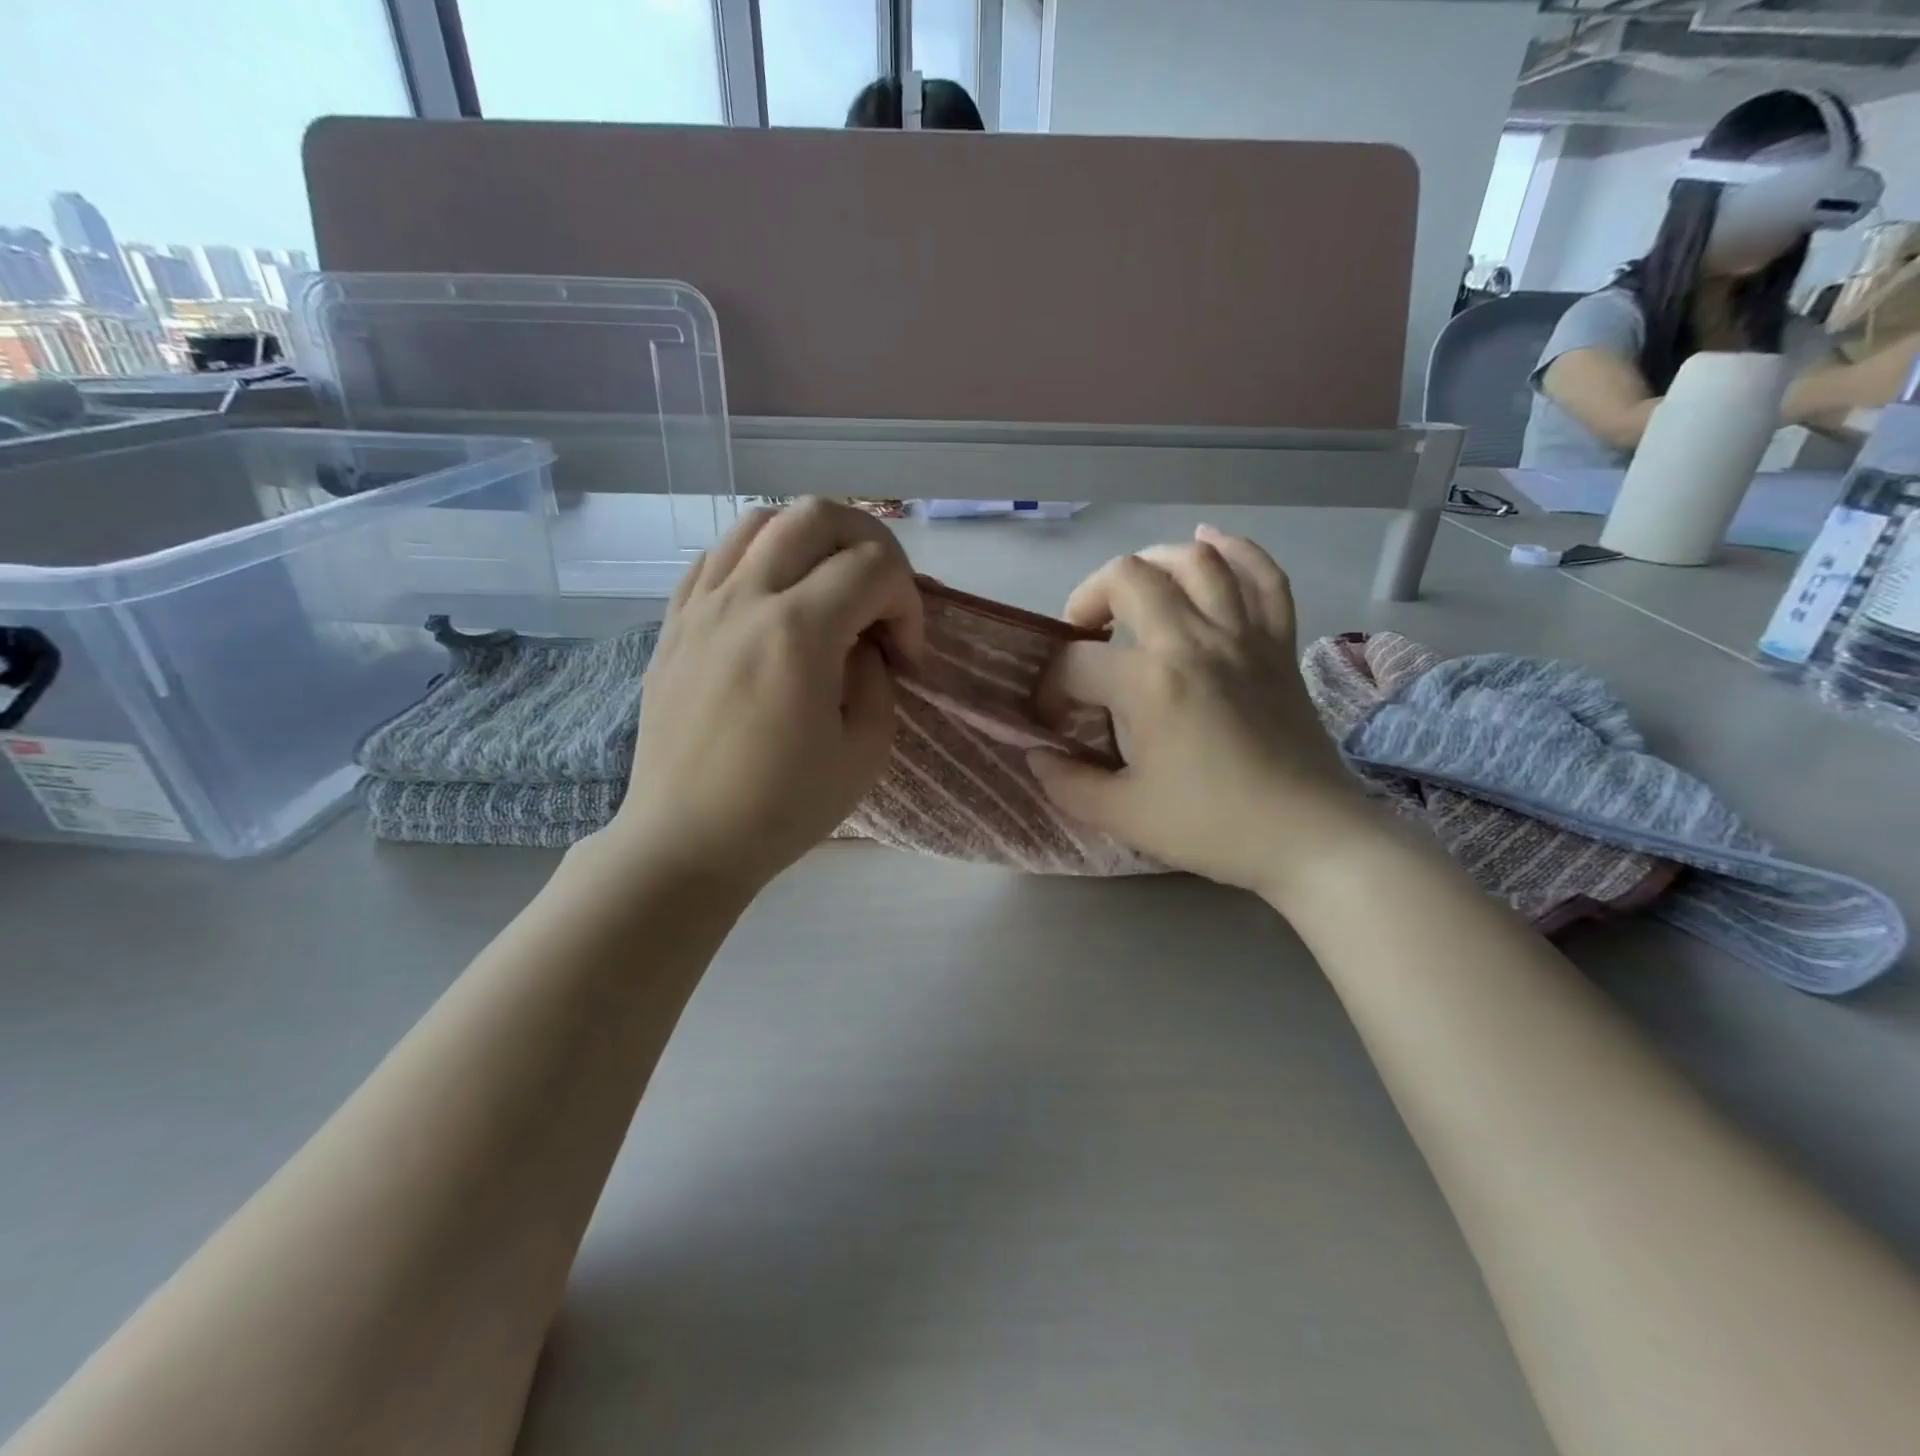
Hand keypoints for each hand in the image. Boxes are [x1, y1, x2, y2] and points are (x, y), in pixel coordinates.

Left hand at [604, 498, 923, 894]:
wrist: (686, 841)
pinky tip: (772, 601)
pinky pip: (716, 557)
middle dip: (869, 543)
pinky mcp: (673, 623)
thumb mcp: (865, 751)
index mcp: (798, 632)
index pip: (875, 566)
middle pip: (818, 514)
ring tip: (827, 589)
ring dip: (811, 541)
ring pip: (760, 521)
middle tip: (880, 594)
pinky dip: (758, 560)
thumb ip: (878, 678)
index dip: (908, 603)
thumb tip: (861, 643)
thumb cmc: (782, 808)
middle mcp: (744, 598)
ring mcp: (700, 605)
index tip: (905, 656)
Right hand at [1029, 526, 1373, 901]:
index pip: (1076, 664)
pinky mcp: (1279, 642)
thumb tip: (1036, 755)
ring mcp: (1243, 635)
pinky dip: (1235, 551)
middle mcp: (1194, 641)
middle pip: (1127, 577)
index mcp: (1150, 684)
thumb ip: (1068, 783)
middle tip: (1083, 639)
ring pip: (1194, 561)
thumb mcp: (1124, 816)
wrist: (1308, 836)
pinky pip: (1263, 576)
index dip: (1051, 689)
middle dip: (1088, 600)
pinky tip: (1208, 546)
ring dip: (1151, 564)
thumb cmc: (1213, 826)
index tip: (1054, 721)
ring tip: (1132, 593)